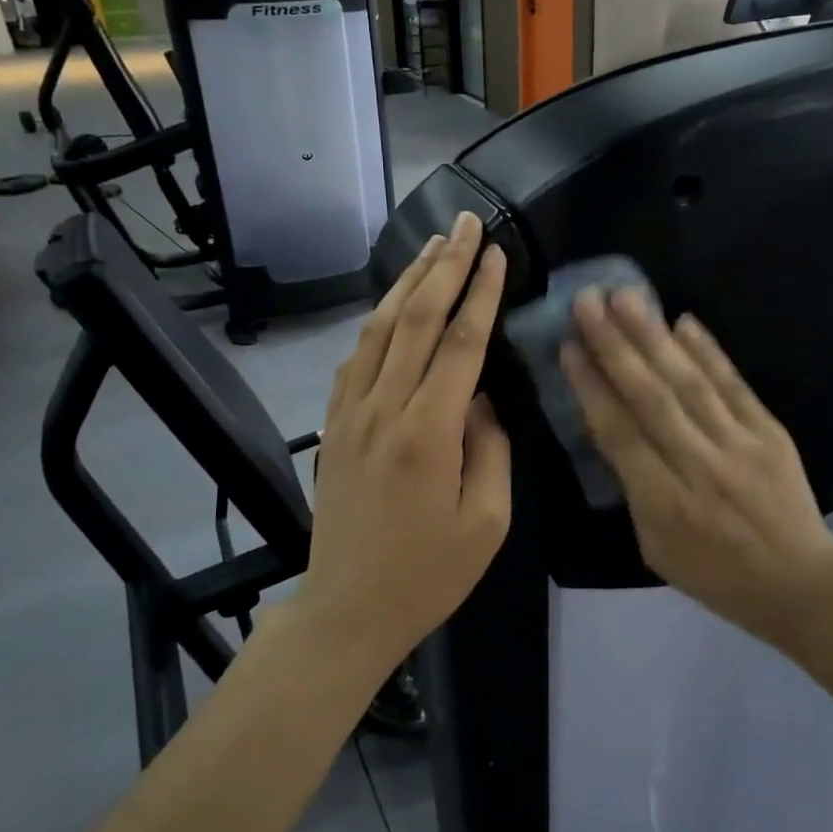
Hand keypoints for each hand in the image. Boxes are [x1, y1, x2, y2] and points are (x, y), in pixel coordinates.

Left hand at [299, 211, 511, 667]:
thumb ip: (491, 449)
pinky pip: (356, 357)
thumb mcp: (486, 522)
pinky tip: (392, 304)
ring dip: (408, 281)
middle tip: (467, 223)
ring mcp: (352, 414)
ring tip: (434, 245)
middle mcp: (384, 409)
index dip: (481, 292)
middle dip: (445, 265)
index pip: (461, 342)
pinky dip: (377, 320)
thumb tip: (481, 399)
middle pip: (416, 318)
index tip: (497, 252)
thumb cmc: (428, 574)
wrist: (348, 608)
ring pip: (379, 328)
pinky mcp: (335, 425)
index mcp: (428, 432)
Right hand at [561, 289, 832, 652]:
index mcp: (664, 503)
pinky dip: (709, 352)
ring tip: (626, 297)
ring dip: (654, 337)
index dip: (591, 387)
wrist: (799, 585)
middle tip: (587, 302)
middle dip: (615, 346)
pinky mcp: (770, 433)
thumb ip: (632, 490)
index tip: (568, 347)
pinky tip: (684, 321)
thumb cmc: (716, 576)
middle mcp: (699, 466)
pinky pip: (735, 386)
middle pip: (650, 397)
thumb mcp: (655, 548)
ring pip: (689, 383)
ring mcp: (739, 445)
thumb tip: (614, 431)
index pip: (619, 433)